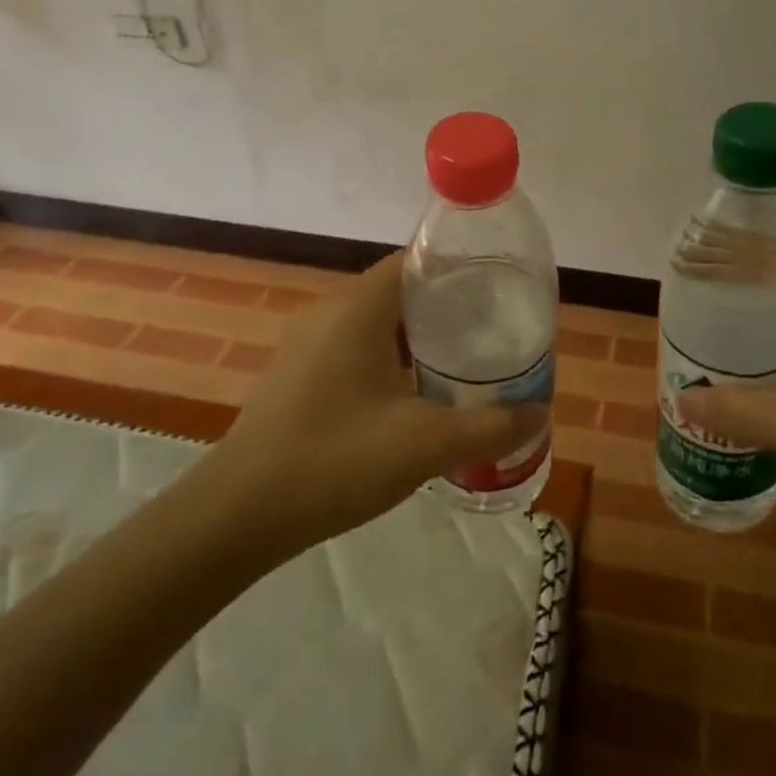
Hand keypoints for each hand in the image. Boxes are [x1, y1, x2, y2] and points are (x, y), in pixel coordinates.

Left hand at [202, 251, 547, 553]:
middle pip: (401, 291)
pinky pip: (357, 348)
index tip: (500, 293)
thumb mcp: (424, 445)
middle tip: (494, 333)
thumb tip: (539, 414)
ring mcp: (309, 343)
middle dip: (449, 308)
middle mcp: (331, 312)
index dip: (461, 270)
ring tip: (466, 363)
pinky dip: (392, 359)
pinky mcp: (299, 373)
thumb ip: (489, 427)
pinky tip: (415, 395)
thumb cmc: (334, 461)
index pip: (417, 261)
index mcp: (359, 308)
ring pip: (378, 323)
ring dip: (420, 338)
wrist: (237, 514)